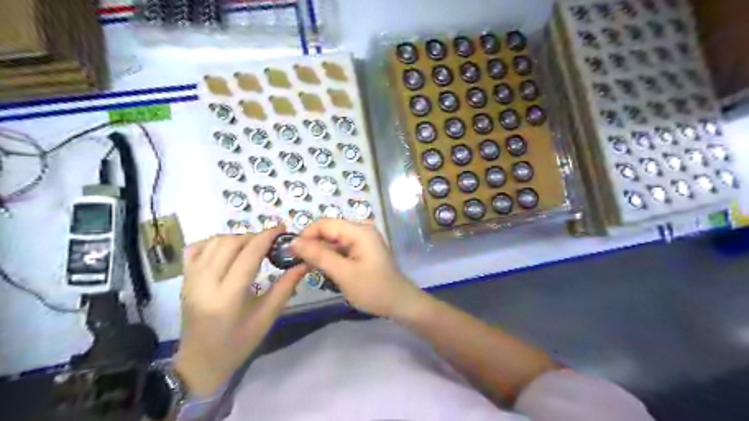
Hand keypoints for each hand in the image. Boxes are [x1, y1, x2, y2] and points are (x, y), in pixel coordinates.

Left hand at [175, 225, 310, 395]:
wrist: (199, 363)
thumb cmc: (237, 344)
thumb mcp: (267, 318)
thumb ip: (286, 287)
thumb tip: (304, 263)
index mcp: (227, 297)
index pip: (248, 256)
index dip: (266, 237)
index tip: (281, 228)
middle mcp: (205, 284)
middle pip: (230, 244)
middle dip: (253, 236)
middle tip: (270, 241)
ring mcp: (190, 280)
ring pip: (213, 242)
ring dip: (236, 237)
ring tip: (253, 245)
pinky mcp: (184, 280)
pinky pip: (197, 249)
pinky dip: (214, 241)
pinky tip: (228, 248)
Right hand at [289, 220, 423, 318]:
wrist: (400, 303)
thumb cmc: (373, 289)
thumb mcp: (343, 273)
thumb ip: (318, 255)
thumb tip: (293, 242)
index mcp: (359, 231)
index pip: (324, 223)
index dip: (306, 235)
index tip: (292, 253)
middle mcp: (361, 230)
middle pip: (329, 231)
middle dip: (312, 245)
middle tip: (298, 264)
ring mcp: (363, 240)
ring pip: (333, 240)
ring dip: (320, 252)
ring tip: (308, 269)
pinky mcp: (363, 250)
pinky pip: (341, 248)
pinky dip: (330, 257)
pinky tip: (324, 270)